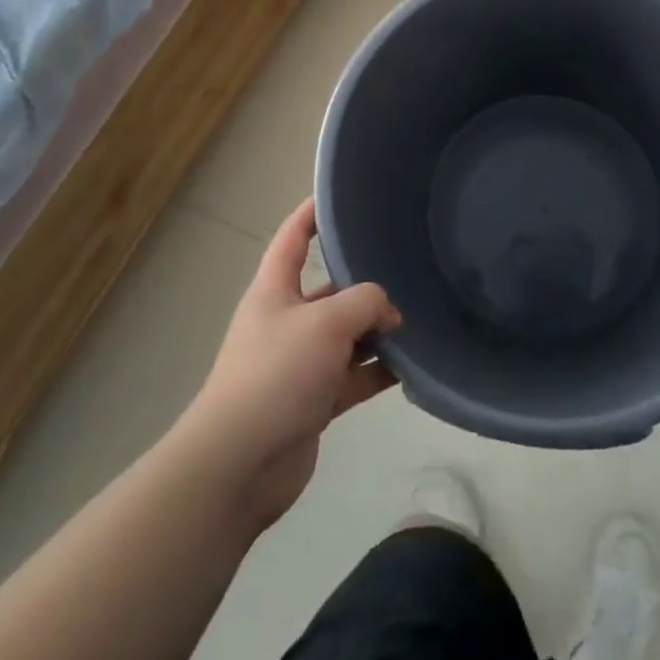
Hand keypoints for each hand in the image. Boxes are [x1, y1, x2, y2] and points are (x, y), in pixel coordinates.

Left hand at [181, 198, 401, 530]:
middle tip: (407, 267)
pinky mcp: (314, 401)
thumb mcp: (325, 322)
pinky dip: (378, 371)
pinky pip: (353, 376)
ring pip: (347, 335)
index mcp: (274, 290)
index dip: (313, 213)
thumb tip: (390, 312)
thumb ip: (365, 302)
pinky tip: (412, 366)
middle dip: (364, 282)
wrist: (240, 464)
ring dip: (377, 330)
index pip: (293, 238)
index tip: (341, 196)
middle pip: (330, 289)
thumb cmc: (276, 374)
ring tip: (419, 318)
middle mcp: (286, 321)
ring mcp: (300, 363)